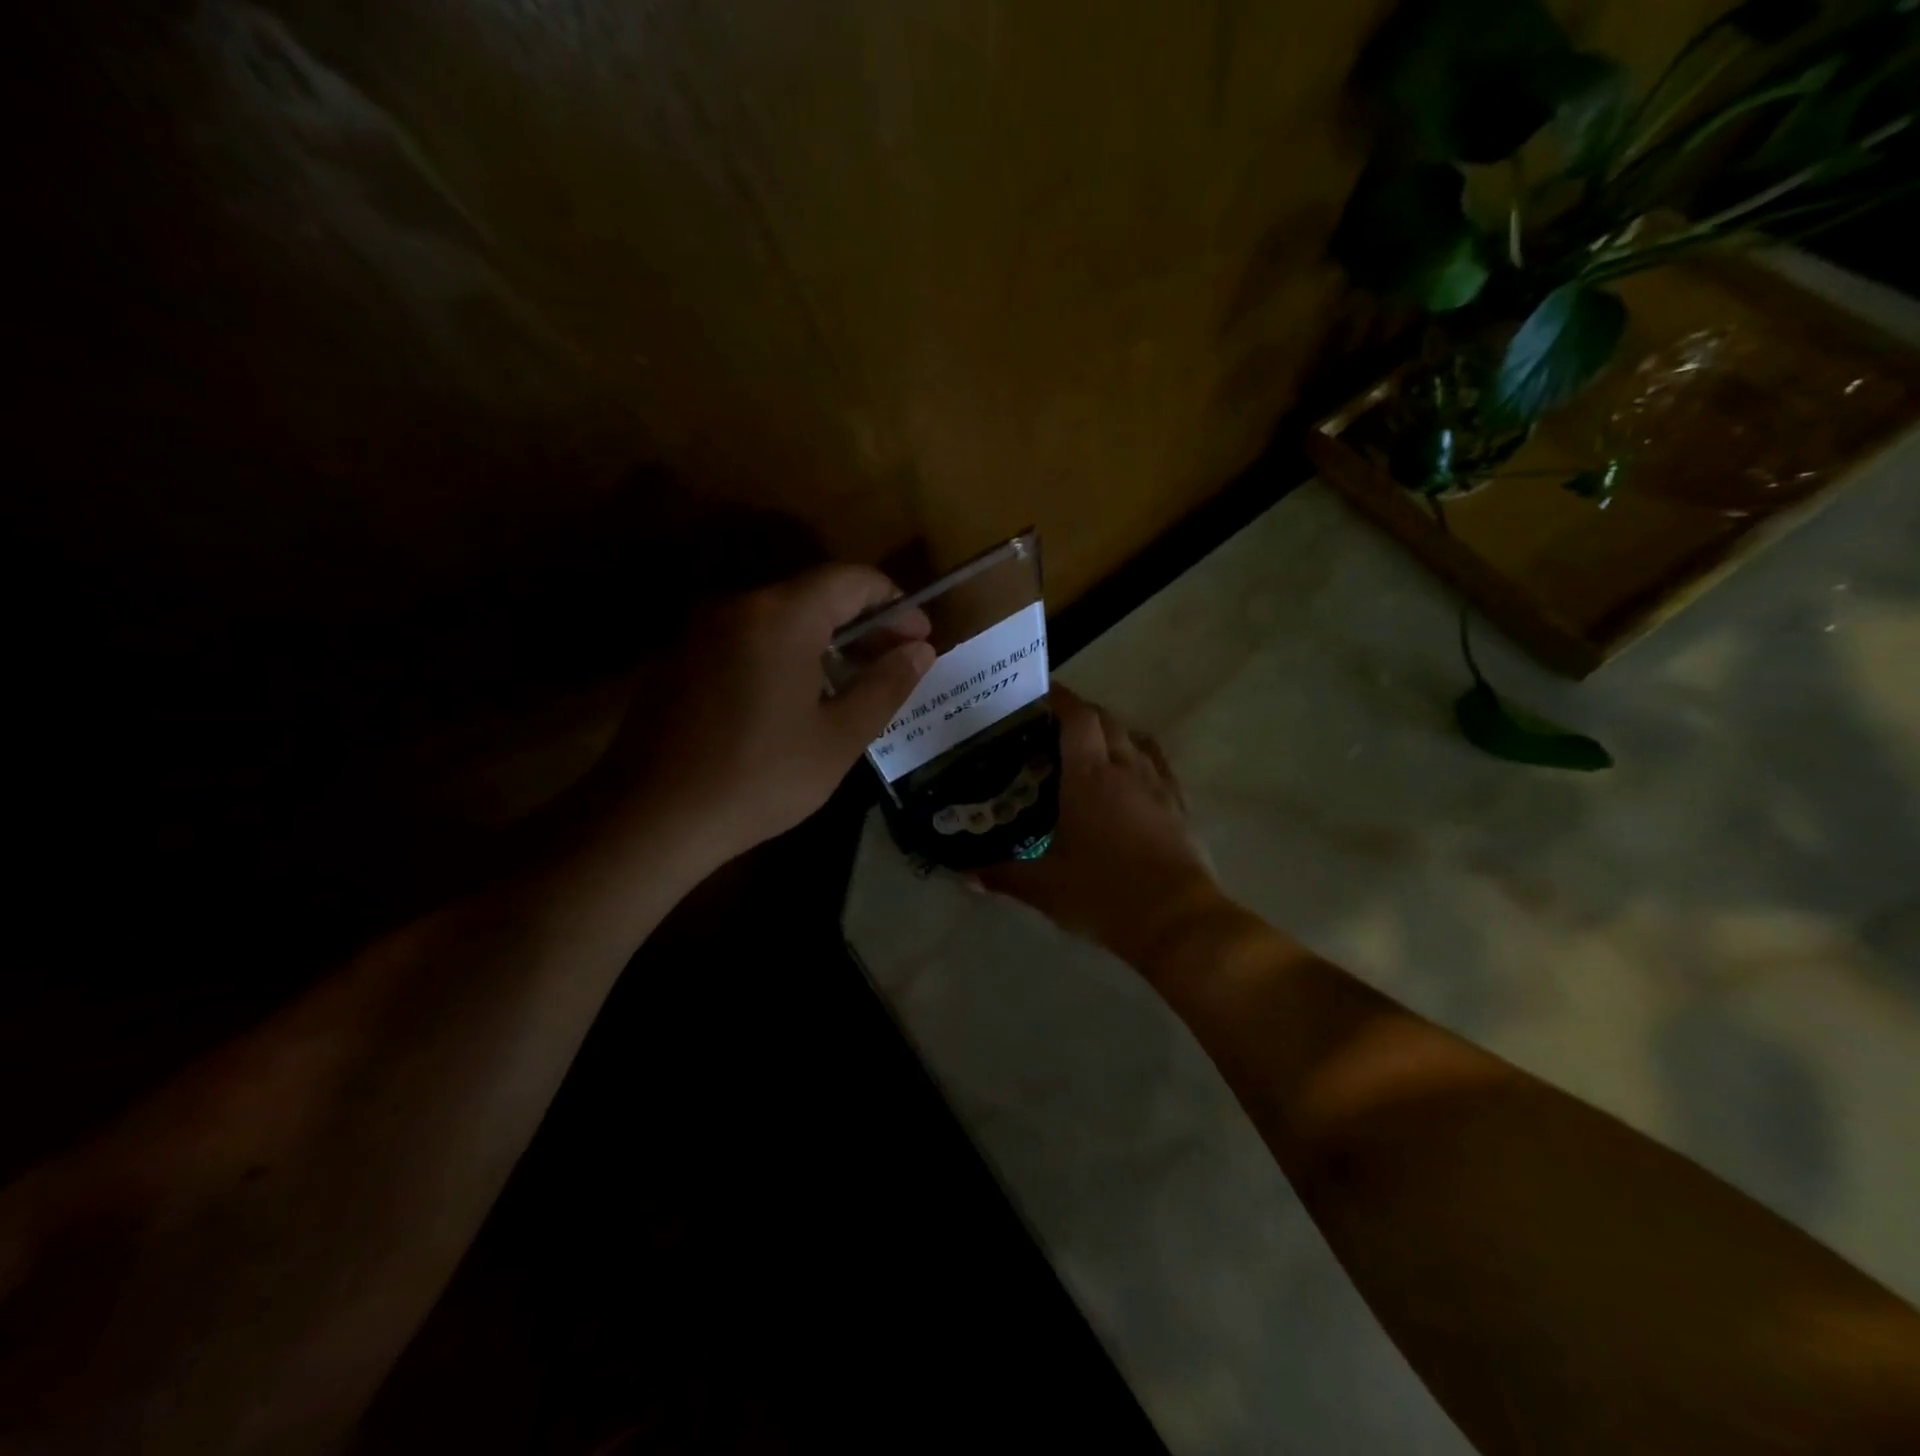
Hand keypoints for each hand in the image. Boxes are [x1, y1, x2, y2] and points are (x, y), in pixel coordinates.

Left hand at [607, 565, 932, 865]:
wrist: (651, 817)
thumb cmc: (759, 777)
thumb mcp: (838, 738)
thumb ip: (885, 685)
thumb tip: (920, 650)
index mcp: (781, 617)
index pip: (851, 580)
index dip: (895, 603)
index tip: (920, 637)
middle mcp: (738, 607)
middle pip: (814, 595)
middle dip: (863, 623)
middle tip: (896, 661)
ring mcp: (702, 632)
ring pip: (780, 618)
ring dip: (825, 640)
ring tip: (854, 682)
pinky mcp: (681, 660)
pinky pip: (747, 639)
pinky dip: (785, 653)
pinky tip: (797, 698)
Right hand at [980, 687, 1223, 962]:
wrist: (1177, 920)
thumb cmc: (1105, 895)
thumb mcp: (1046, 889)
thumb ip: (1003, 876)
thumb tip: (965, 874)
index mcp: (1089, 777)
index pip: (1077, 717)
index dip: (1059, 698)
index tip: (1039, 692)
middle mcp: (1125, 768)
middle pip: (1106, 720)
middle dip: (1080, 713)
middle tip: (1053, 725)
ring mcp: (1158, 784)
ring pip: (1134, 737)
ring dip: (1111, 731)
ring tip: (1089, 745)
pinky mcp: (1179, 804)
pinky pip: (1157, 762)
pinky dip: (1138, 754)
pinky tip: (1129, 773)